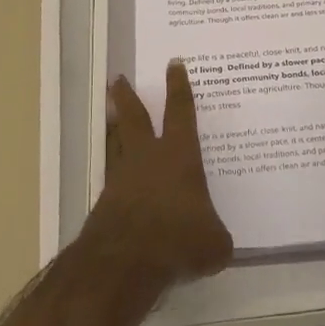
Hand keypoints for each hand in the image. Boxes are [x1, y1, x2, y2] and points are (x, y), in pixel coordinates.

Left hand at [89, 60, 234, 285]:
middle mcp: (148, 158)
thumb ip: (217, 236)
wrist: (124, 261)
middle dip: (126, 96)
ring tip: (111, 117)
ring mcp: (122, 178)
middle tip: (117, 78)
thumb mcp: (214, 242)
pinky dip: (115, 173)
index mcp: (179, 155)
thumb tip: (219, 243)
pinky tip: (118, 180)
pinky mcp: (105, 202)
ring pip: (116, 142)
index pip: (181, 112)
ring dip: (114, 128)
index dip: (178, 87)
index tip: (173, 64)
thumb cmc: (178, 239)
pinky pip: (112, 178)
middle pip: (134, 117)